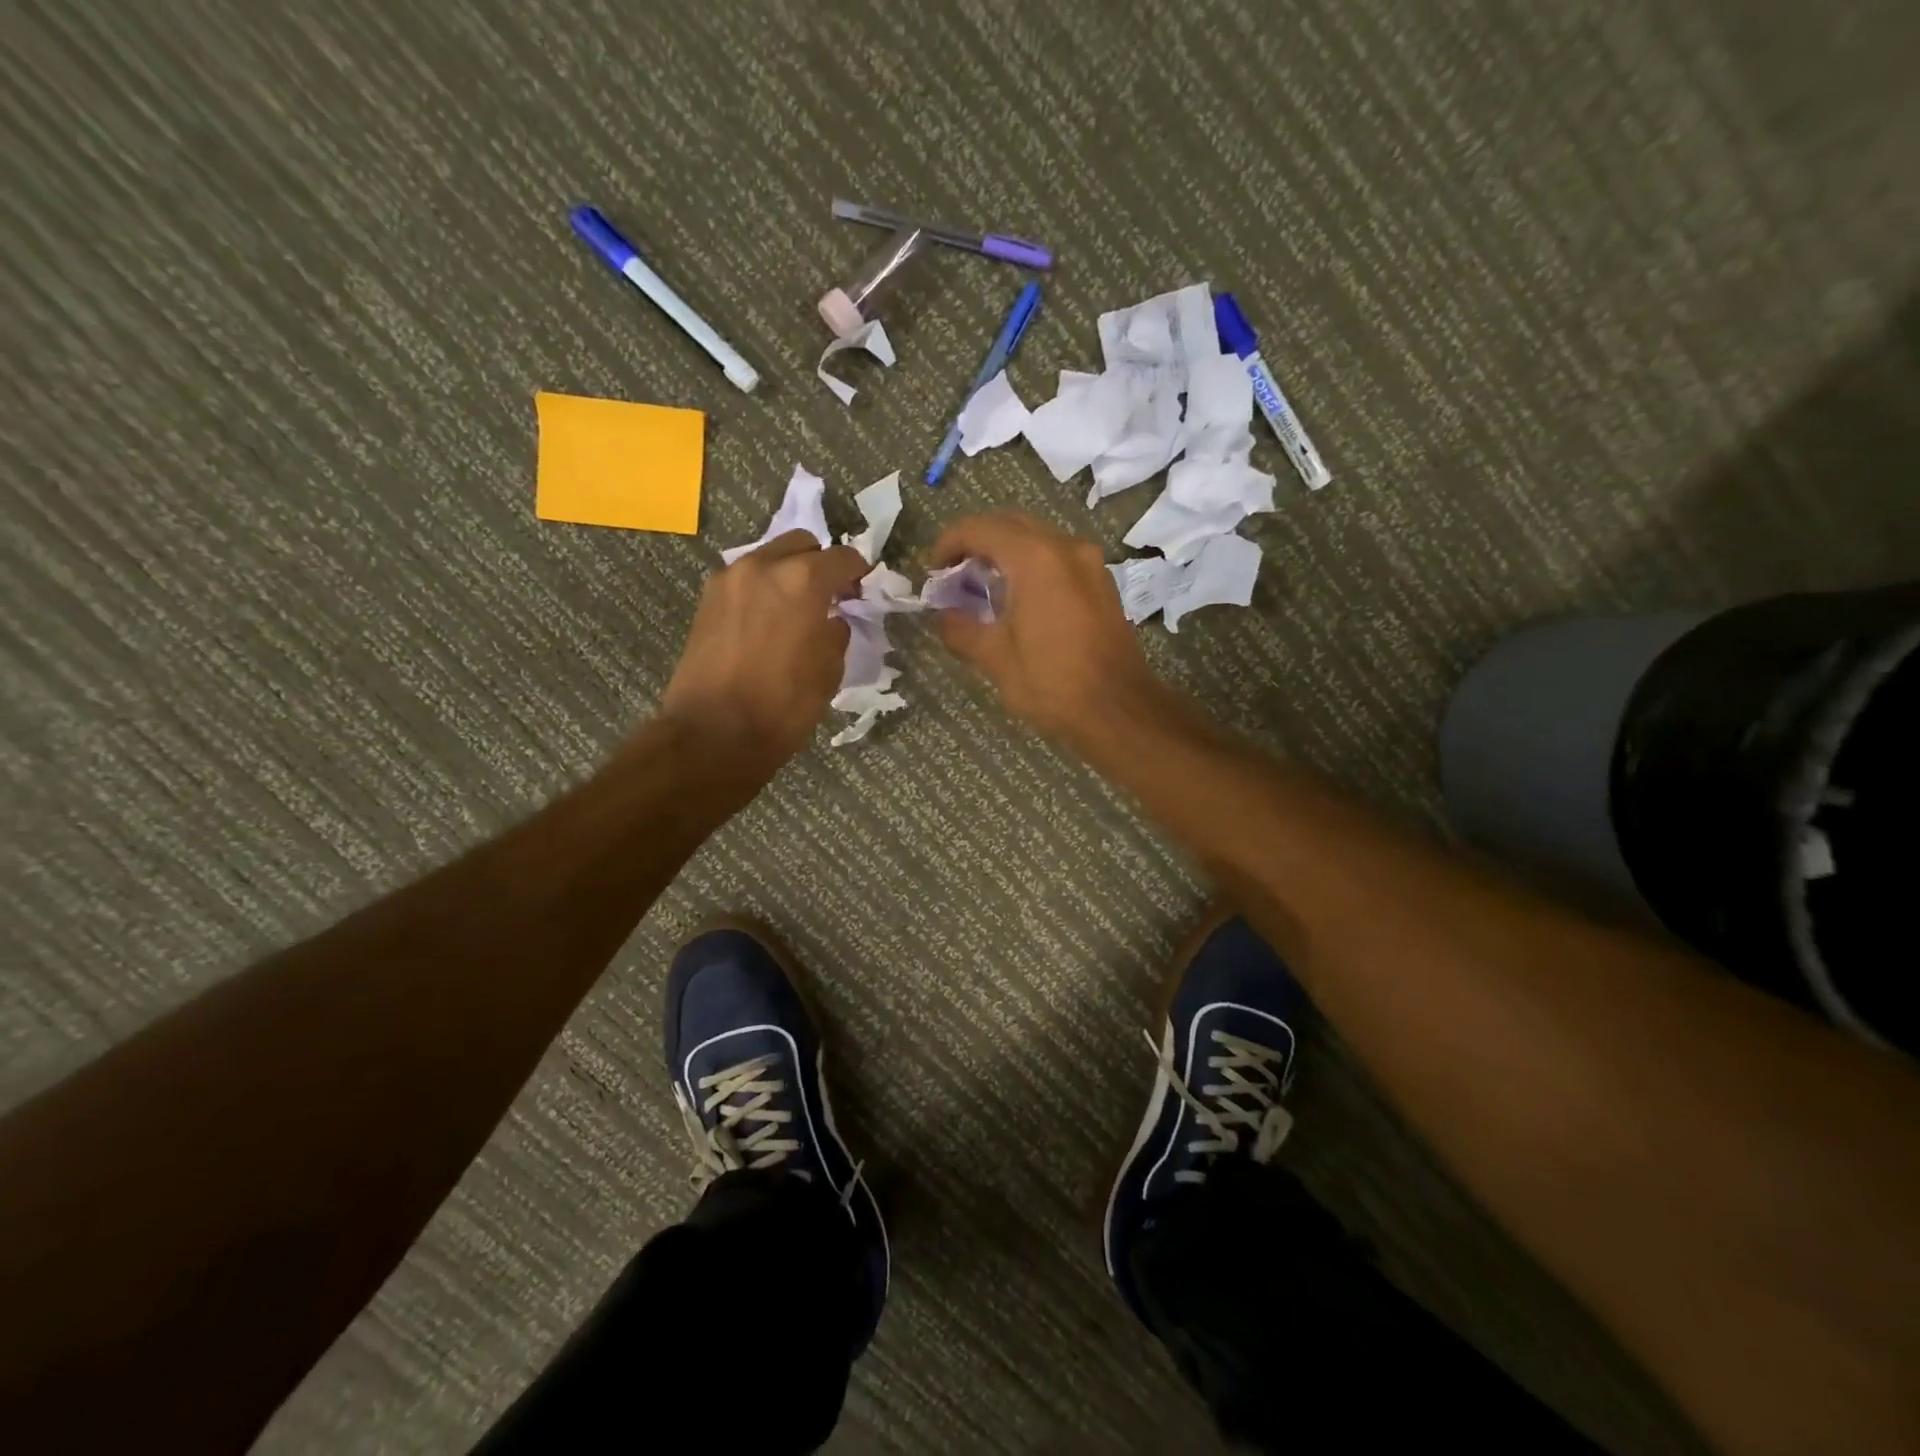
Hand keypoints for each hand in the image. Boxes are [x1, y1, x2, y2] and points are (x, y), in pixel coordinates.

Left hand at [660, 533, 867, 770]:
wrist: (714, 733)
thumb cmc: (783, 706)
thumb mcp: (829, 671)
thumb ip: (836, 632)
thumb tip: (831, 620)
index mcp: (803, 580)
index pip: (843, 557)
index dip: (859, 571)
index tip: (862, 590)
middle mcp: (763, 566)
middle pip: (802, 544)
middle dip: (820, 564)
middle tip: (829, 596)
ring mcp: (729, 579)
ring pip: (769, 557)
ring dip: (788, 573)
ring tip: (796, 608)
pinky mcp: (707, 599)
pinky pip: (745, 579)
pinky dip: (762, 588)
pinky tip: (767, 620)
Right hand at [930, 512, 1163, 745]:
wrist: (1119, 709)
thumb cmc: (1052, 682)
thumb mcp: (995, 658)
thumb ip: (960, 629)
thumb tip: (942, 616)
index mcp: (1035, 558)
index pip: (980, 528)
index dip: (948, 543)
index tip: (933, 571)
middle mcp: (1066, 547)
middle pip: (1010, 525)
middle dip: (976, 543)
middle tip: (954, 576)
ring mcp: (1090, 563)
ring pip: (1037, 539)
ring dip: (1005, 553)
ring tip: (983, 588)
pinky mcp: (1102, 583)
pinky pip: (1058, 558)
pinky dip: (1032, 566)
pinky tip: (1019, 600)